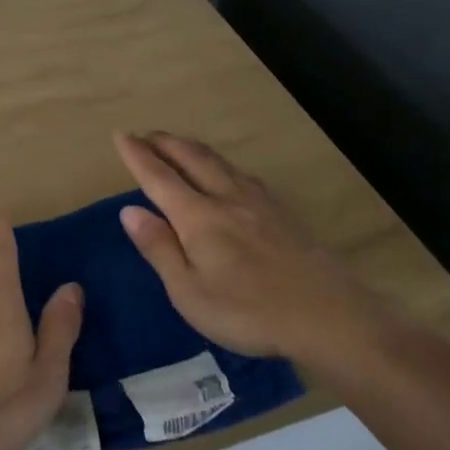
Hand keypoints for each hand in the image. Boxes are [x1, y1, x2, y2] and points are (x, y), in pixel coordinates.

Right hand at [113, 132, 402, 375]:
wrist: (328, 315)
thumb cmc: (248, 312)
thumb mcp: (189, 291)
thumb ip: (159, 248)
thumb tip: (129, 210)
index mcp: (199, 217)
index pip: (159, 177)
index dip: (138, 155)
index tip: (121, 135)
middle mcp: (227, 198)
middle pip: (192, 158)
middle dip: (165, 142)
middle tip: (145, 134)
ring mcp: (259, 202)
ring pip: (220, 162)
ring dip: (192, 148)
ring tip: (178, 145)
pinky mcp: (283, 212)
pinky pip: (242, 174)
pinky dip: (221, 163)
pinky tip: (227, 173)